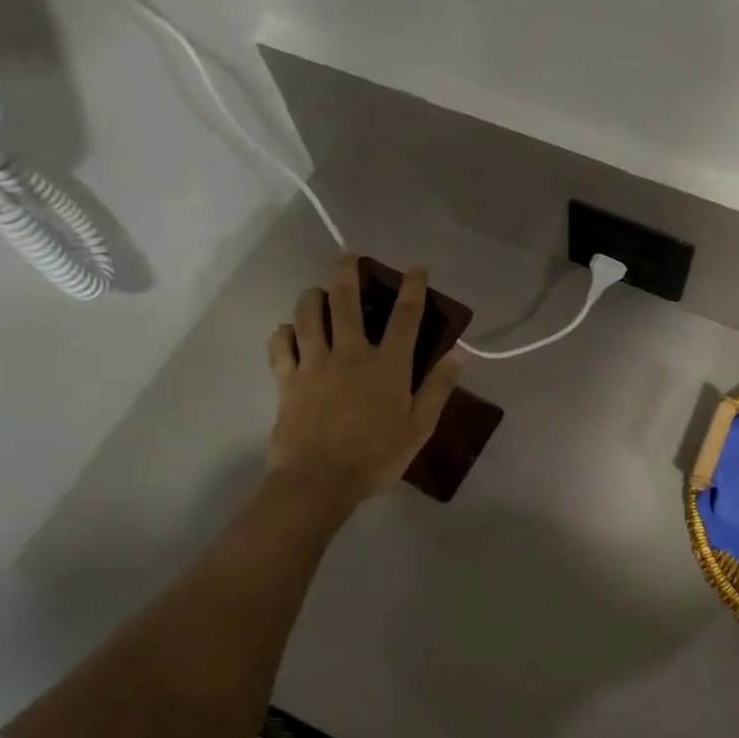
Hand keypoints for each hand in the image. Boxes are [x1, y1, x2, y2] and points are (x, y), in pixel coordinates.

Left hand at [268, 253, 461, 498]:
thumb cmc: (376, 457)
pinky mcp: (287, 380)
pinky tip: (288, 331)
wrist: (319, 482)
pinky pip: (280, 345)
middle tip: (348, 255)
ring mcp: (314, 364)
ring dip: (312, 295)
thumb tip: (458, 355)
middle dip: (347, 272)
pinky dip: (283, 332)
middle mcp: (351, 353)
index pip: (405, 316)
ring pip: (308, 314)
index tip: (415, 268)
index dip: (412, 287)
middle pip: (345, 301)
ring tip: (316, 290)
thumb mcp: (419, 428)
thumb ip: (438, 388)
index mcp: (388, 365)